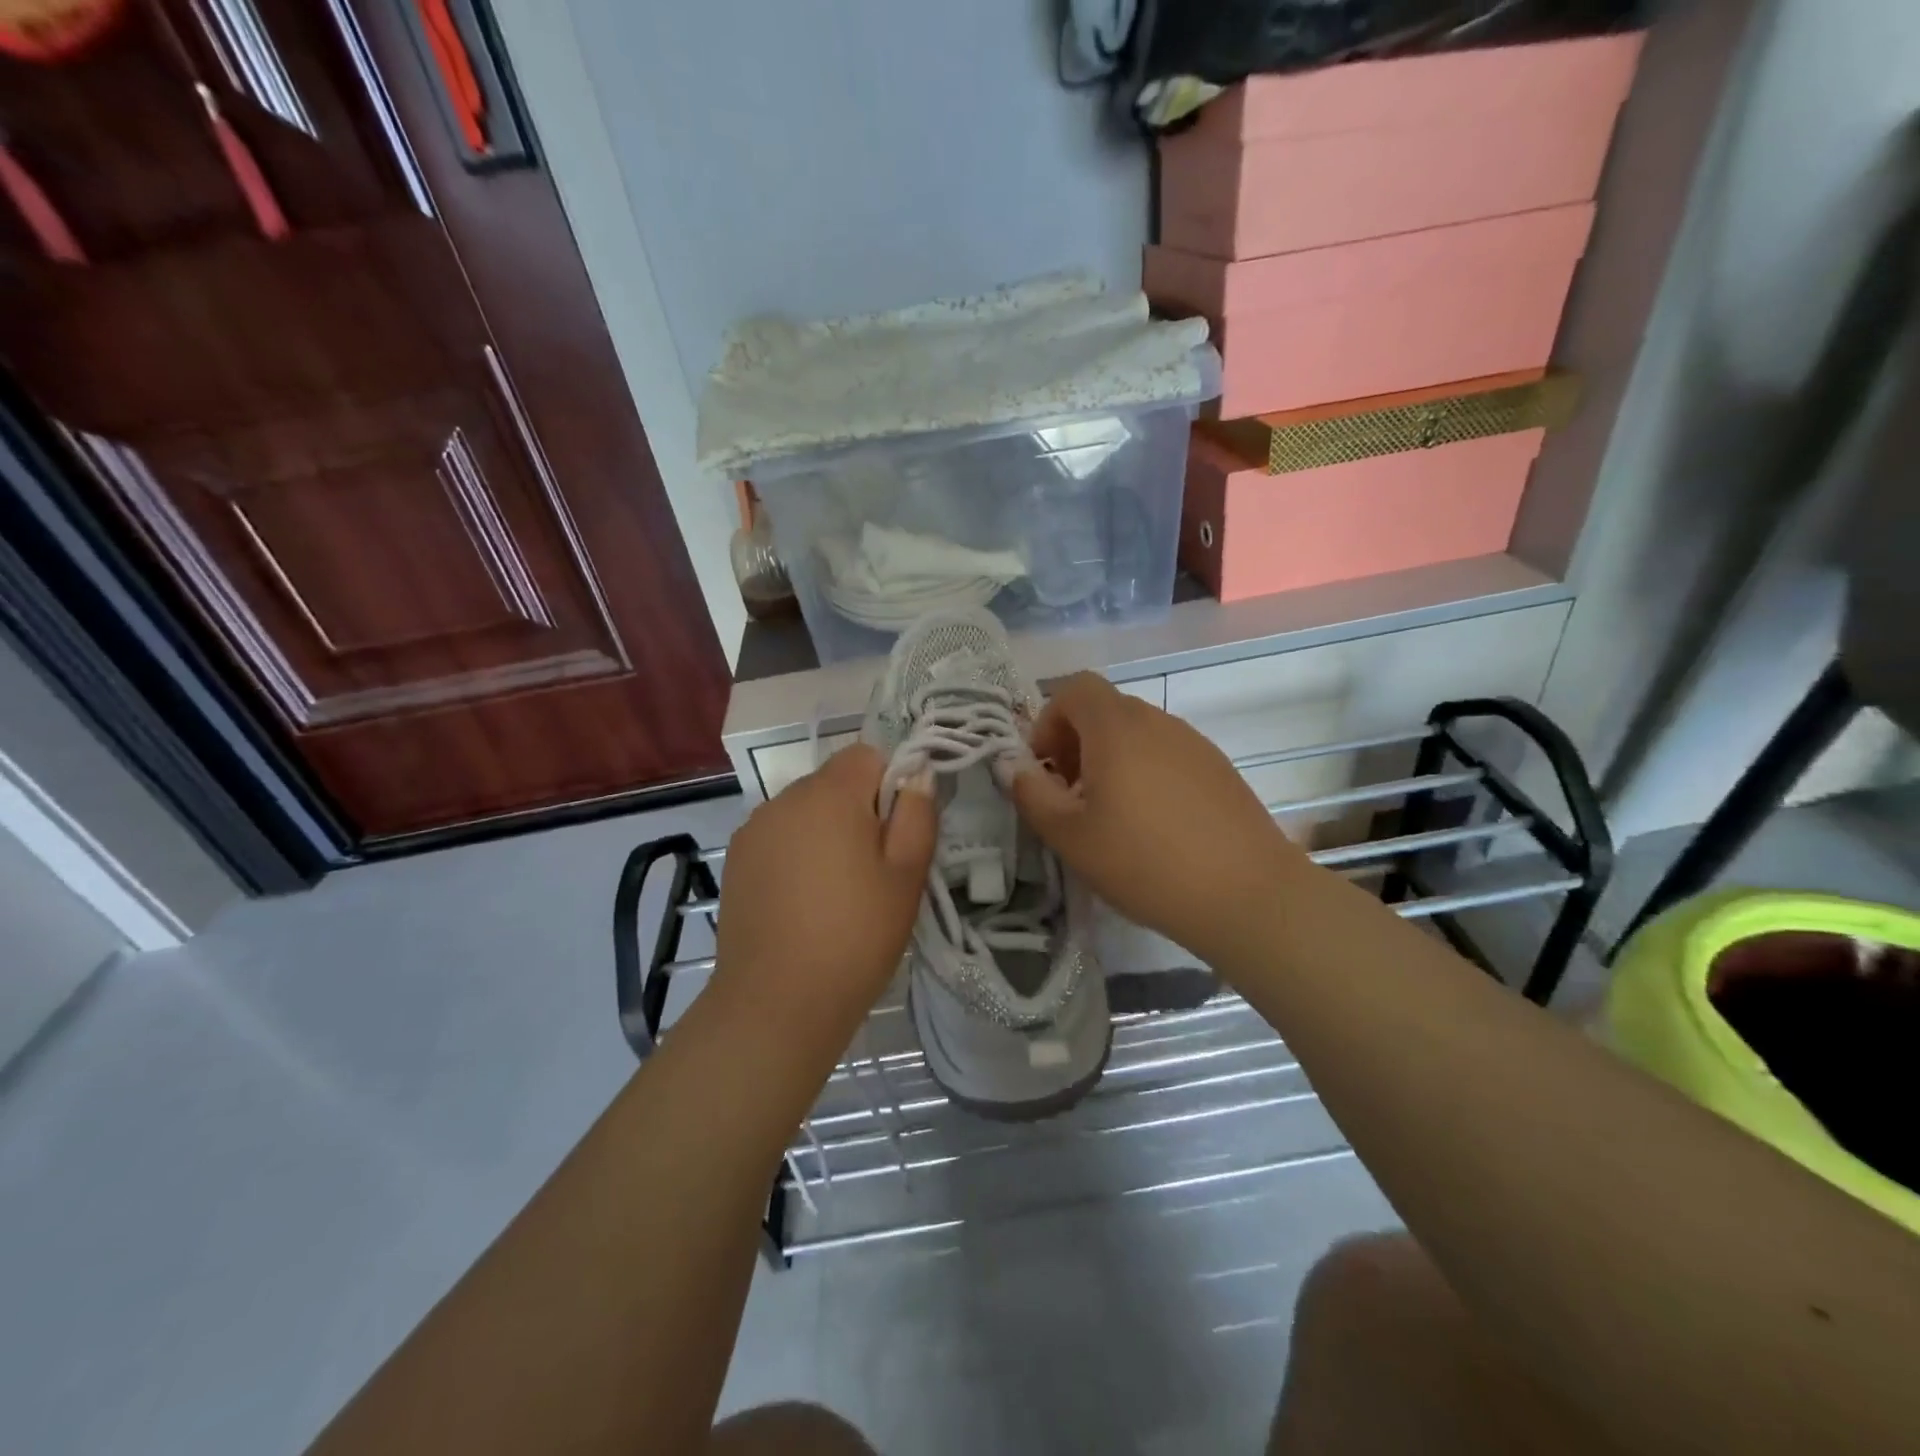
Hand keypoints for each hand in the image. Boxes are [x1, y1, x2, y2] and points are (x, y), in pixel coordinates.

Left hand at [712, 744, 935, 1033]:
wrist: (777, 1002)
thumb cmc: (856, 935)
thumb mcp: (906, 875)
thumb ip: (918, 814)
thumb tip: (918, 776)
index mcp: (830, 794)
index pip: (867, 755)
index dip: (890, 784)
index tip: (896, 833)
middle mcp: (784, 798)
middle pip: (834, 782)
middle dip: (858, 810)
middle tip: (872, 869)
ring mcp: (754, 829)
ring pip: (805, 811)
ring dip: (825, 832)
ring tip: (835, 891)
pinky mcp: (736, 861)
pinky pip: (778, 837)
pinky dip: (795, 854)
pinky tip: (801, 902)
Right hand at [1011, 673, 1306, 970]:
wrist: (1246, 895)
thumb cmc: (1144, 862)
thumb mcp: (1070, 836)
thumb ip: (1032, 794)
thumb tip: (1014, 766)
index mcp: (1117, 727)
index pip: (1075, 688)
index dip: (1048, 720)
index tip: (1045, 768)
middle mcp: (1157, 721)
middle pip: (1105, 710)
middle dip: (1076, 743)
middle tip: (1070, 796)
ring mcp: (1194, 743)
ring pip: (1137, 734)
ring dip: (1111, 761)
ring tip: (1110, 816)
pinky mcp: (1219, 769)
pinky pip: (1167, 755)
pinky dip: (1145, 774)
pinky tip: (1153, 826)